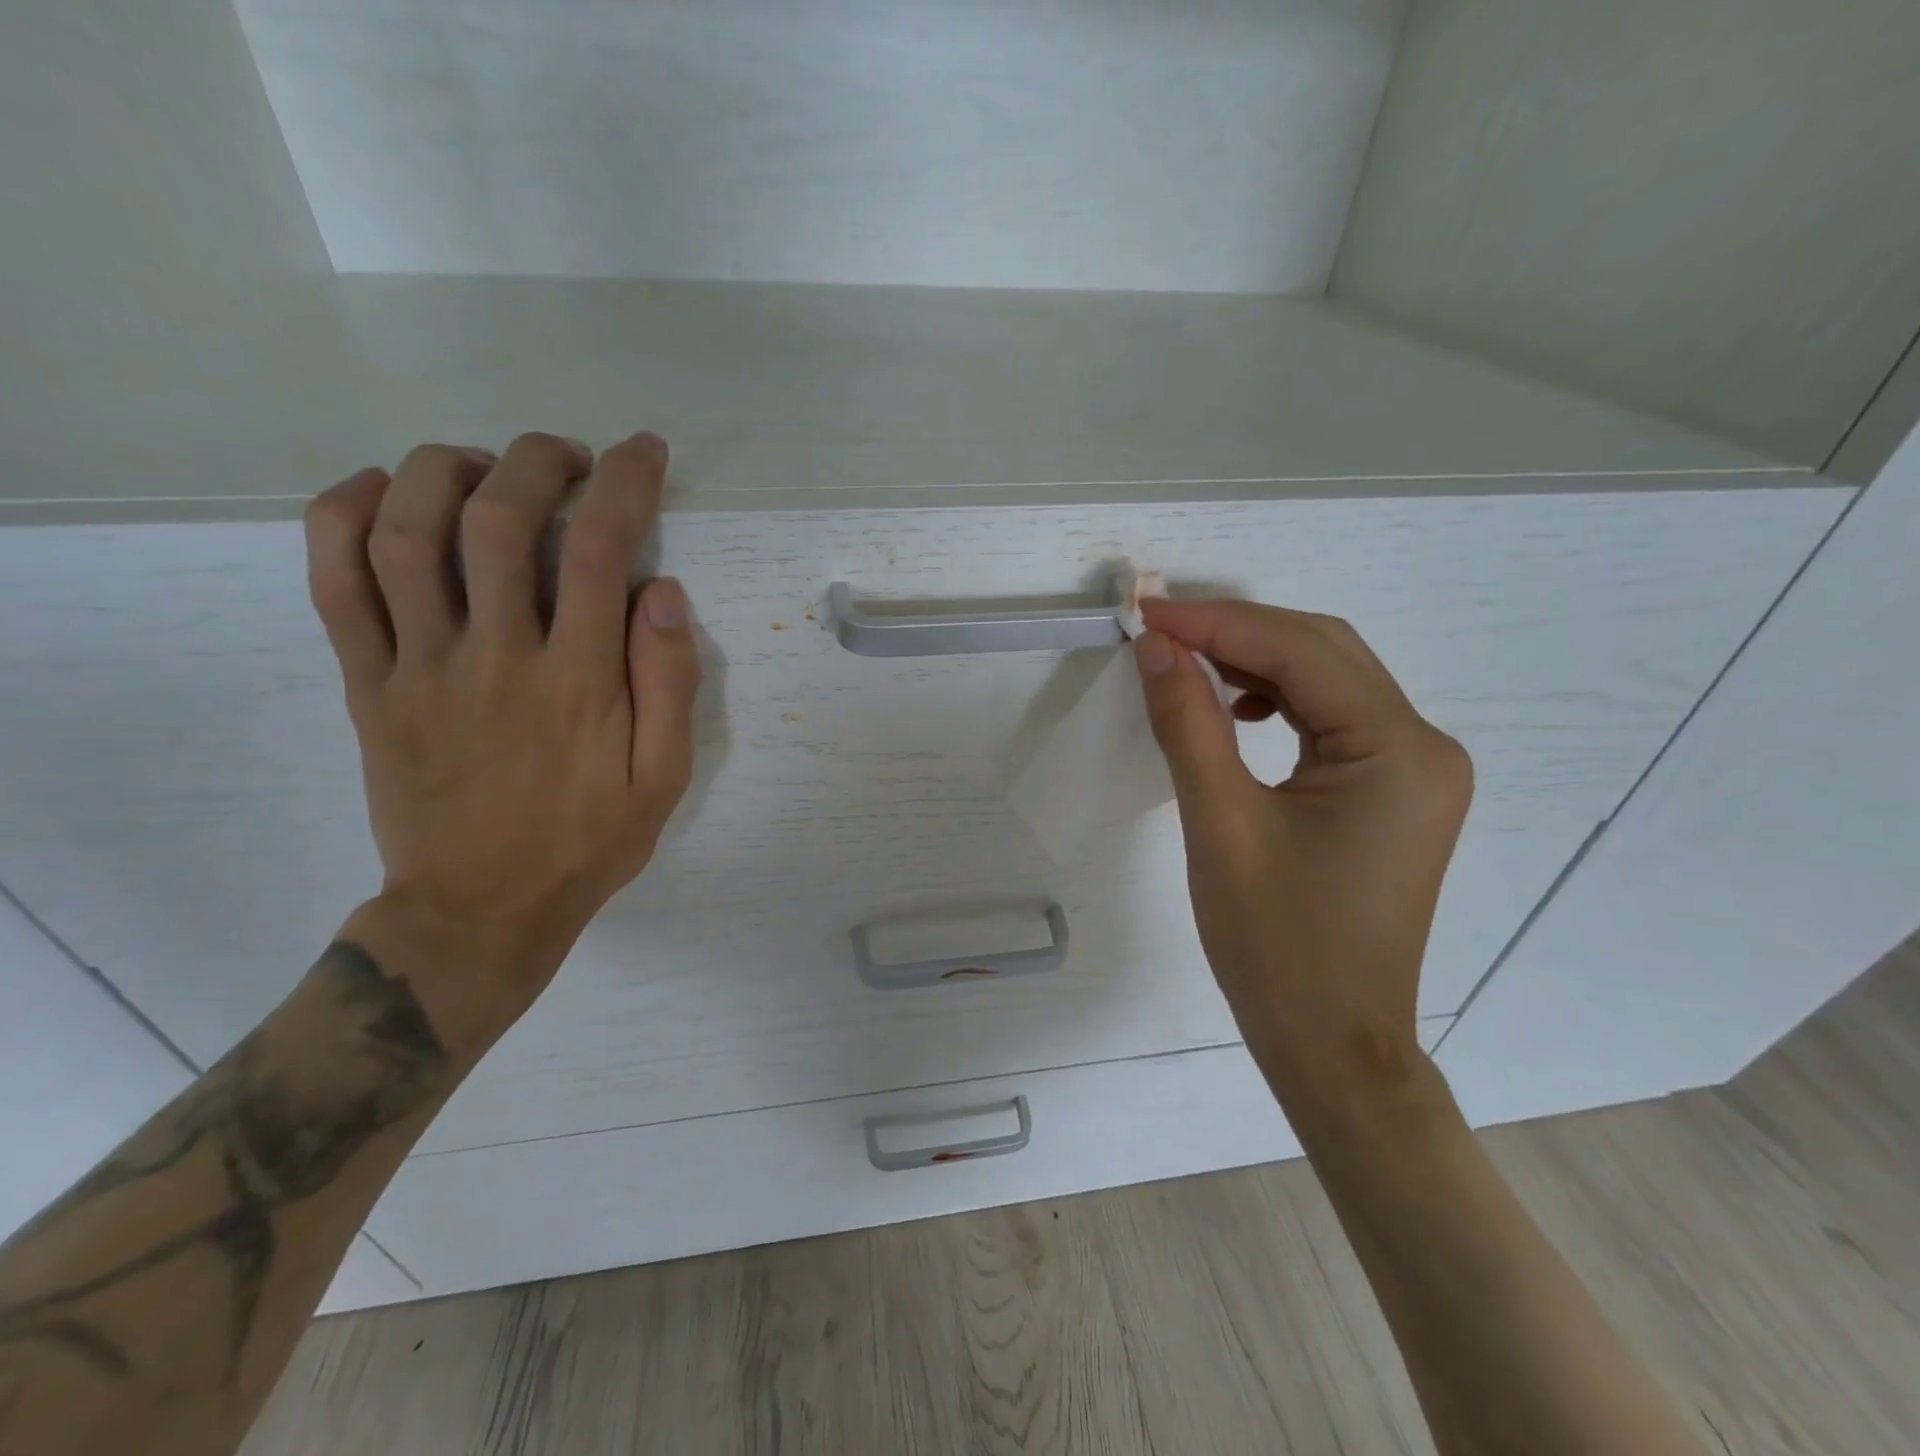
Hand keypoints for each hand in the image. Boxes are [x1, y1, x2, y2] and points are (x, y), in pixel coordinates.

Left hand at [302, 431, 700, 1050]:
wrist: (479, 909)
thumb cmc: (587, 843)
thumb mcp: (663, 778)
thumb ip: (670, 683)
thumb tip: (666, 592)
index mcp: (579, 680)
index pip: (600, 549)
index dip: (625, 483)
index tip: (642, 453)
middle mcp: (496, 655)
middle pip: (500, 519)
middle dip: (538, 460)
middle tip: (568, 455)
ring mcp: (419, 665)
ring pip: (406, 532)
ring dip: (445, 470)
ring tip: (484, 465)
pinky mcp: (367, 683)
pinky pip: (334, 584)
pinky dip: (343, 517)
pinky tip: (378, 490)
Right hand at [1133, 600, 1470, 1095]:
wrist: (1331, 1047)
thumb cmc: (1277, 947)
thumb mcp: (1221, 825)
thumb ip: (1188, 723)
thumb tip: (1155, 646)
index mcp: (1398, 752)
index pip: (1301, 652)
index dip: (1217, 624)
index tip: (1146, 613)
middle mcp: (1423, 747)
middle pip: (1324, 653)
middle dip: (1238, 632)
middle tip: (1160, 631)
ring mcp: (1414, 771)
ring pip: (1327, 682)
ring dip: (1255, 663)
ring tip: (1186, 665)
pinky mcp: (1391, 793)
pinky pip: (1329, 720)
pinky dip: (1275, 701)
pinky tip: (1234, 712)